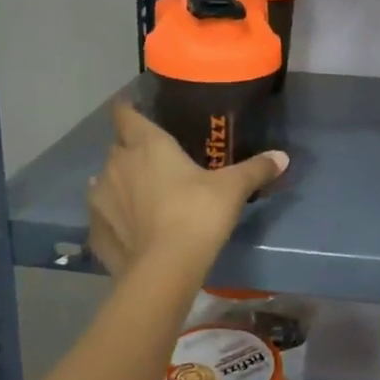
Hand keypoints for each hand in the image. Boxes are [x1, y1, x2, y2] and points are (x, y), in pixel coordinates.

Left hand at [87, 98, 287, 277]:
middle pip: (117, 147)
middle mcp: (117, 164)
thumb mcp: (232, 189)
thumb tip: (283, 156)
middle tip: (153, 160)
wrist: (164, 269)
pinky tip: (127, 227)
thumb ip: (256, 169)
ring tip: (139, 194)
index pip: (125, 114)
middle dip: (130, 150)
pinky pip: (102, 216)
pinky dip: (112, 217)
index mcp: (147, 145)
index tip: (135, 109)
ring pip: (104, 180)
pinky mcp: (96, 231)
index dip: (128, 109)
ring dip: (118, 183)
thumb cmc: (197, 214)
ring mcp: (100, 198)